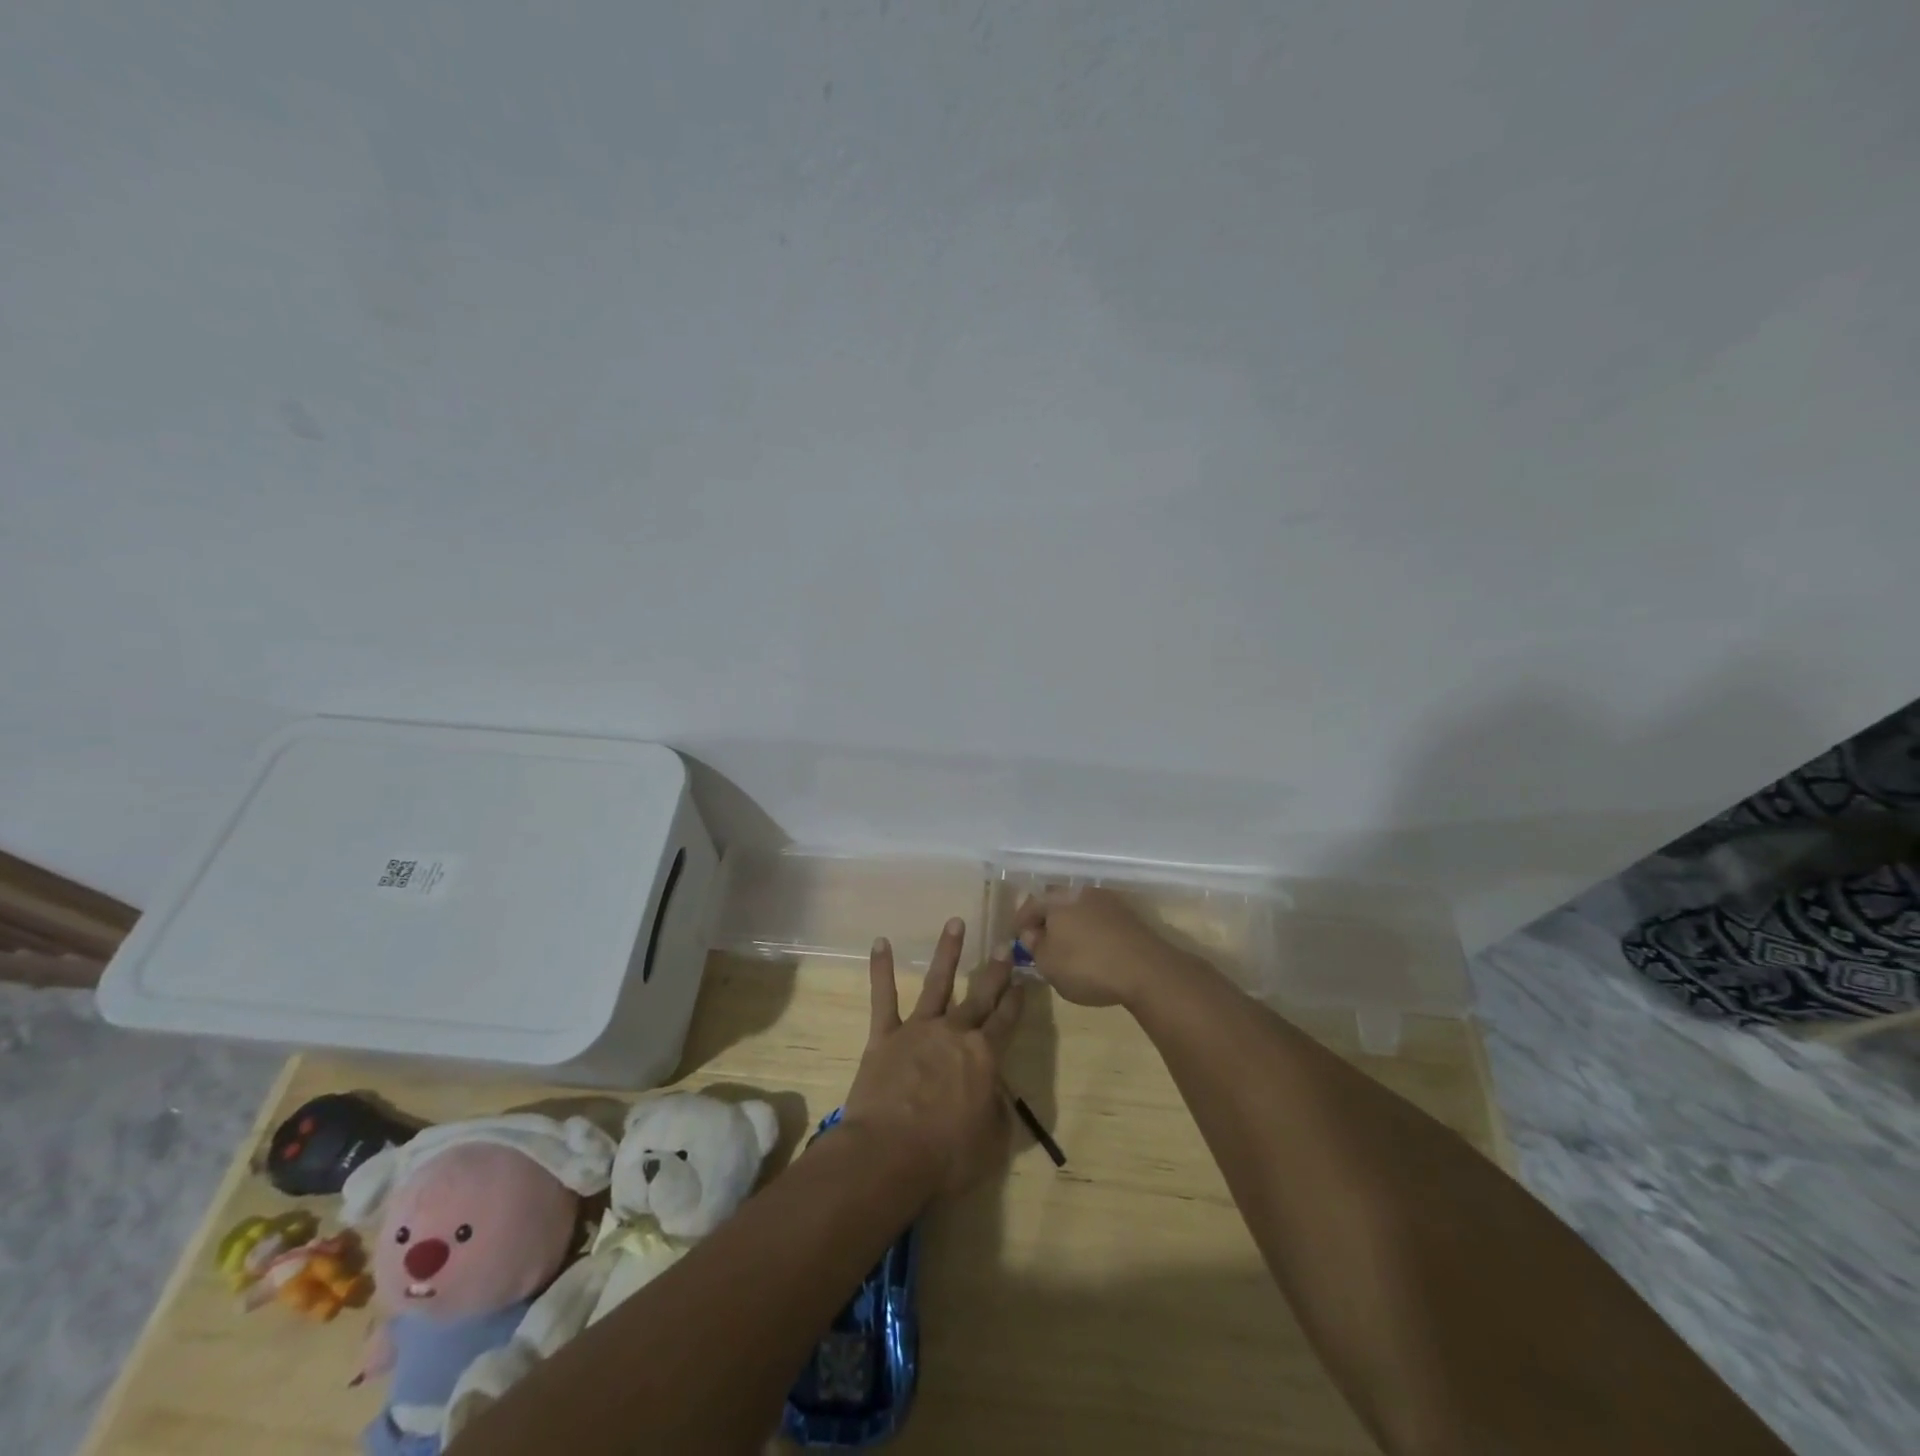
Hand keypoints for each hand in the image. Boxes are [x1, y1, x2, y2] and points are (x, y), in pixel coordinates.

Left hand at [843, 918, 1023, 1199]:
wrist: (890, 1153)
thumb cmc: (947, 1156)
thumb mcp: (992, 1144)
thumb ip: (999, 1114)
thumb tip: (998, 1097)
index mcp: (984, 1057)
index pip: (1006, 1021)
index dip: (1016, 1001)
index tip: (1024, 979)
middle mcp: (955, 1033)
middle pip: (980, 995)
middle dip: (994, 970)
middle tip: (1004, 944)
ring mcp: (918, 1030)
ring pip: (937, 983)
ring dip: (948, 952)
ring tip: (955, 922)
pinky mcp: (885, 1036)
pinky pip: (883, 997)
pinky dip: (881, 969)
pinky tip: (881, 942)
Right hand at [1013, 886, 1188, 1009]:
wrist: (1146, 970)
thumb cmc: (1087, 966)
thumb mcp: (1048, 964)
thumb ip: (1034, 946)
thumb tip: (1031, 933)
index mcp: (1057, 899)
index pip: (1030, 904)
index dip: (1021, 922)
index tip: (1017, 938)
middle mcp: (1081, 892)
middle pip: (1056, 902)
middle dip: (1047, 920)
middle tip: (1042, 940)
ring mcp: (1108, 901)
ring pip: (1079, 909)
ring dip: (1071, 924)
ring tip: (1067, 946)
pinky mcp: (1128, 916)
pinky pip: (1099, 919)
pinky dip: (1091, 931)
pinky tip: (1092, 949)